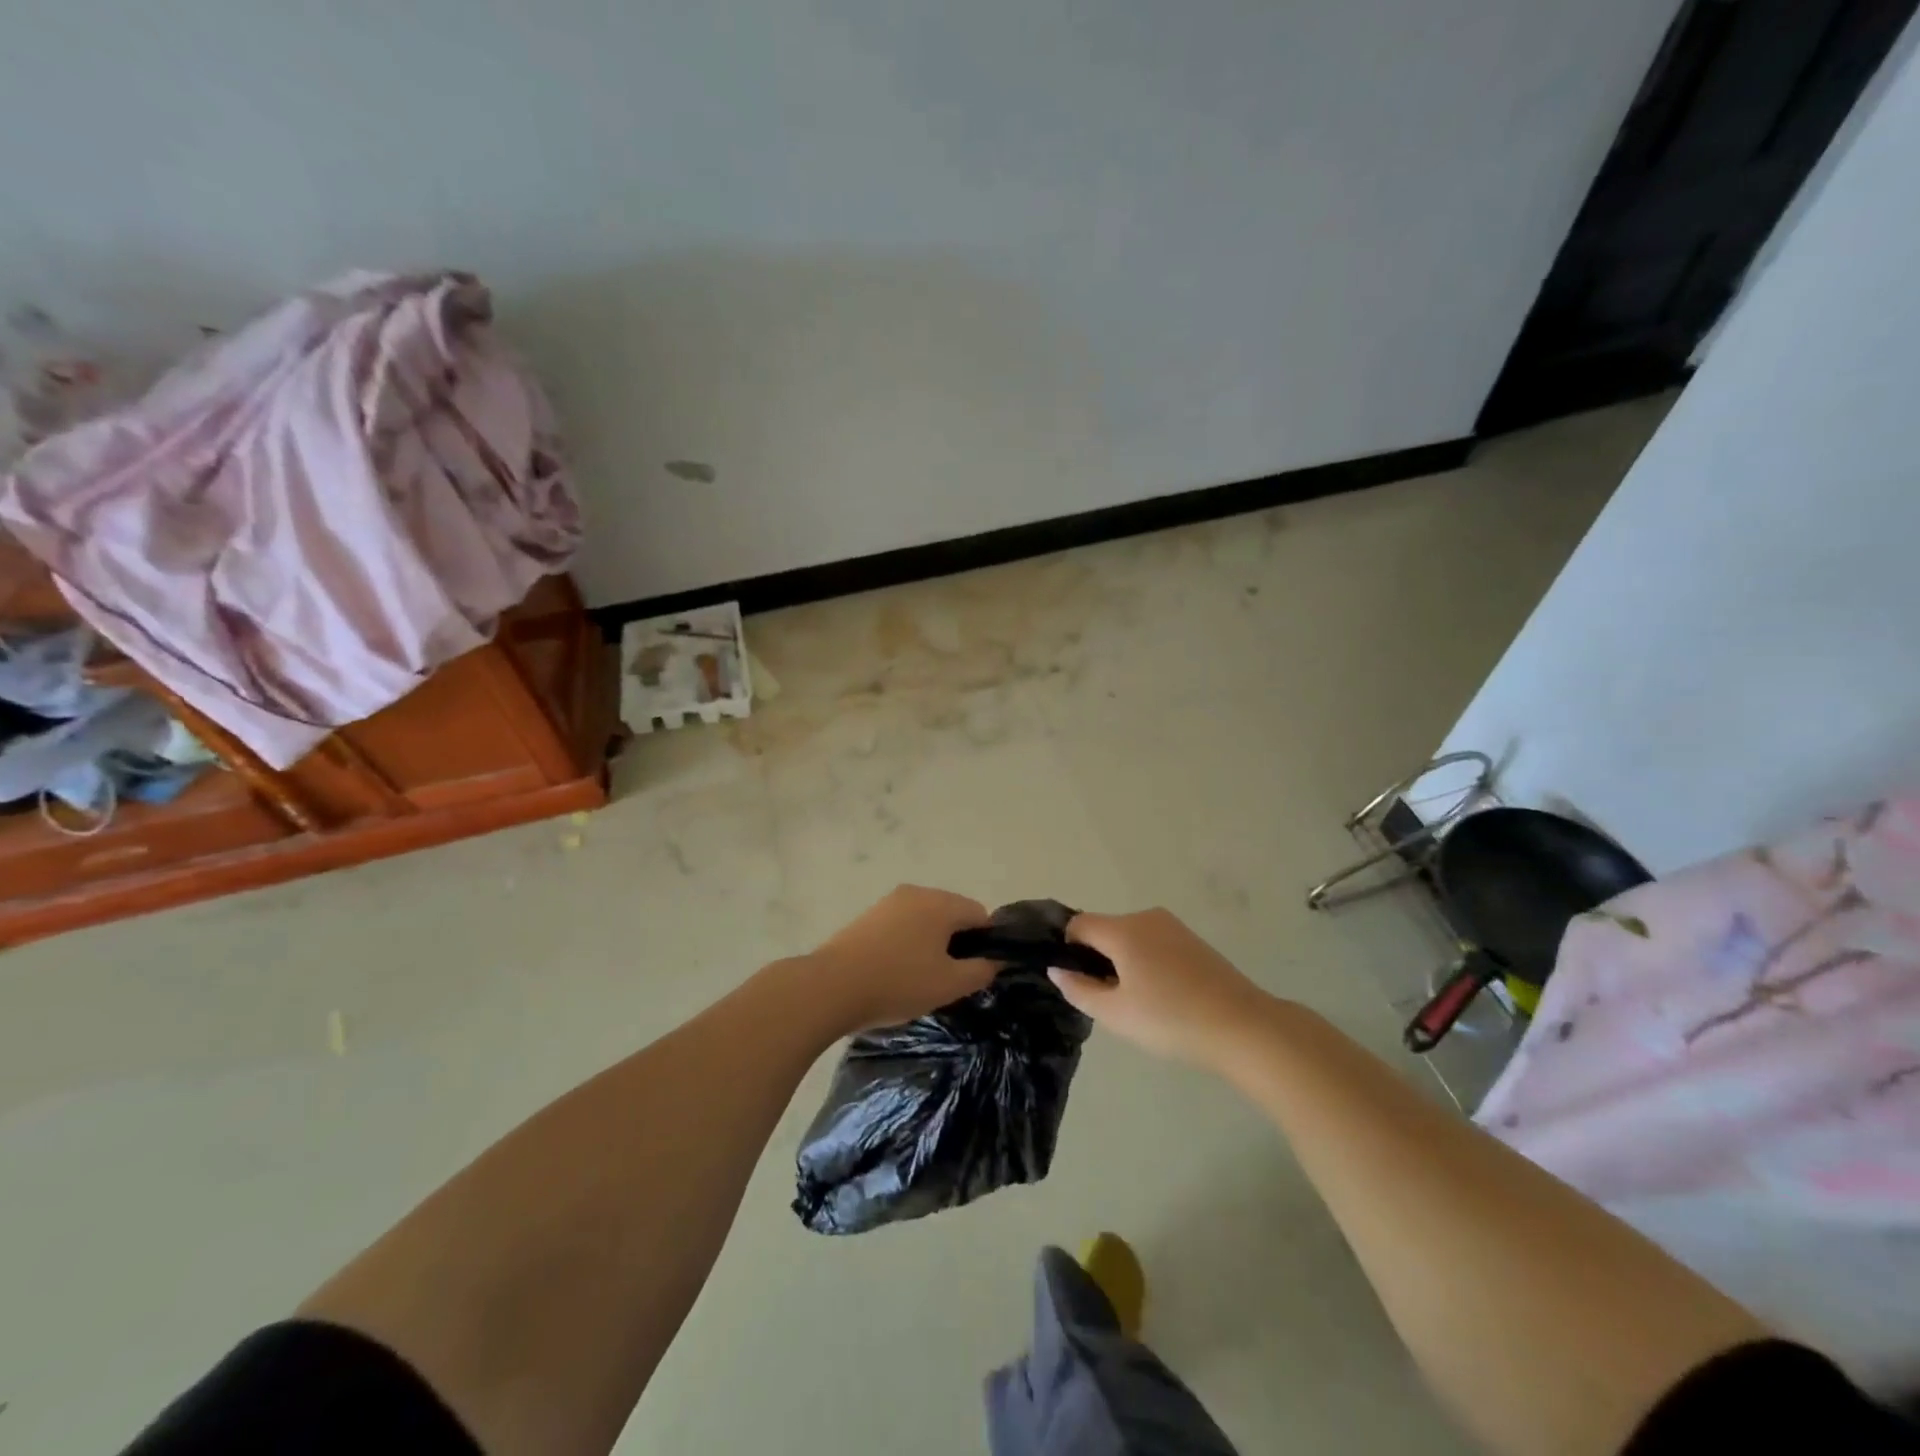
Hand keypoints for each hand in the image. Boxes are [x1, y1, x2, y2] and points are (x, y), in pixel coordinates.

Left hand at [803, 885, 994, 1033]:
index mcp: (941, 903)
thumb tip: (994, 961)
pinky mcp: (867, 916)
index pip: (980, 914)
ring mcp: (888, 902)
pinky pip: (901, 925)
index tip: (975, 971)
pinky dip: (906, 943)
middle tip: (949, 978)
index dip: (985, 943)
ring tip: (920, 978)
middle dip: (956, 942)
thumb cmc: (898, 983)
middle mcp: (916, 893)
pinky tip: (895, 971)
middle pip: (951, 913)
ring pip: (925, 919)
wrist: (831, 986)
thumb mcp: (949, 985)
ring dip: (930, 943)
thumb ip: (980, 971)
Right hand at [1051, 908, 1273, 1066]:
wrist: (1243, 1027)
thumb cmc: (1171, 1020)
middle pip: (1105, 930)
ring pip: (1130, 937)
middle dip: (1098, 959)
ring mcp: (1173, 926)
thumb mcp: (1116, 1014)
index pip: (1078, 924)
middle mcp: (1146, 917)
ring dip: (1123, 962)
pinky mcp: (1192, 940)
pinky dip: (1146, 962)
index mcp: (1123, 930)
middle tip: (1110, 1001)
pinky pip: (1153, 943)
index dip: (1069, 950)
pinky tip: (1163, 996)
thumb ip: (1079, 989)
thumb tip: (1057, 969)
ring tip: (1139, 1003)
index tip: (1079, 982)